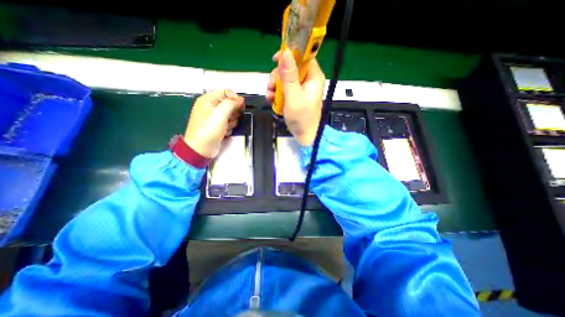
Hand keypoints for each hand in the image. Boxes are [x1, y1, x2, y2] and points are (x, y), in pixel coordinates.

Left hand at [185, 89, 243, 157]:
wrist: (201, 149)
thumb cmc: (209, 129)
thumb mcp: (220, 113)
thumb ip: (231, 103)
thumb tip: (240, 99)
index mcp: (208, 100)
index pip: (226, 92)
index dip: (235, 98)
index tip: (242, 106)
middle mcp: (211, 107)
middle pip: (229, 104)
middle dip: (233, 112)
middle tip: (229, 118)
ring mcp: (214, 117)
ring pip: (231, 115)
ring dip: (231, 121)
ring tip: (225, 127)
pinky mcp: (218, 126)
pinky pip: (229, 123)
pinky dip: (229, 127)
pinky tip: (224, 132)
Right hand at [267, 49, 324, 145]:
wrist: (304, 135)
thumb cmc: (302, 117)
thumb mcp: (294, 96)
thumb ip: (289, 75)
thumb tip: (285, 52)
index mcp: (313, 76)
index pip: (303, 56)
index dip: (289, 54)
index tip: (275, 59)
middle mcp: (308, 80)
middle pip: (290, 67)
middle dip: (278, 76)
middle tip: (271, 86)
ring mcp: (301, 88)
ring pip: (285, 78)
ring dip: (275, 86)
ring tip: (271, 97)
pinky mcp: (295, 95)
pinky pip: (284, 88)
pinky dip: (277, 93)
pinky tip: (272, 100)